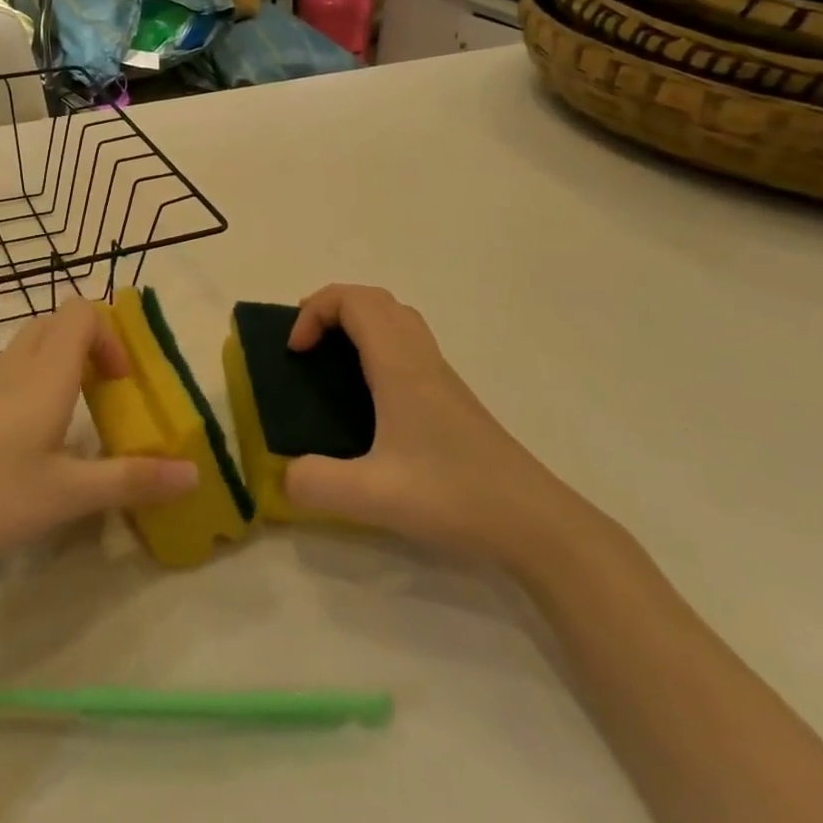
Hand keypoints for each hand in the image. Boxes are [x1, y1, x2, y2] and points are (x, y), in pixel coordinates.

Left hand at [0, 298, 199, 570]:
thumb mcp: (64, 496)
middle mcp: (13, 367)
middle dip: (88, 346)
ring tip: (66, 424)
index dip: (111, 336)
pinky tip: (20, 446)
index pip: (82, 312)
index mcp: (45, 375)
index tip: (120, 385)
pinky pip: (3, 374)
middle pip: (56, 322)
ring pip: (28, 348)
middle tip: (101, 396)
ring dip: (58, 367)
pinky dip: (27, 387)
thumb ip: (129, 481)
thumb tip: (194, 473)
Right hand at [282, 284, 593, 563]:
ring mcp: (440, 376)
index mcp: (399, 365)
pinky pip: (408, 343)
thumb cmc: (456, 497)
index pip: (353, 300)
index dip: (315, 312)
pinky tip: (369, 395)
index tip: (296, 353)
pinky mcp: (451, 398)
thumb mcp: (374, 497)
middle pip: (375, 300)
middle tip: (305, 343)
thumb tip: (285, 475)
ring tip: (330, 358)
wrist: (537, 523)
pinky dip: (377, 344)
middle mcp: (420, 358)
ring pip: (396, 318)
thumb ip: (316, 484)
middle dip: (331, 308)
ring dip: (357, 322)